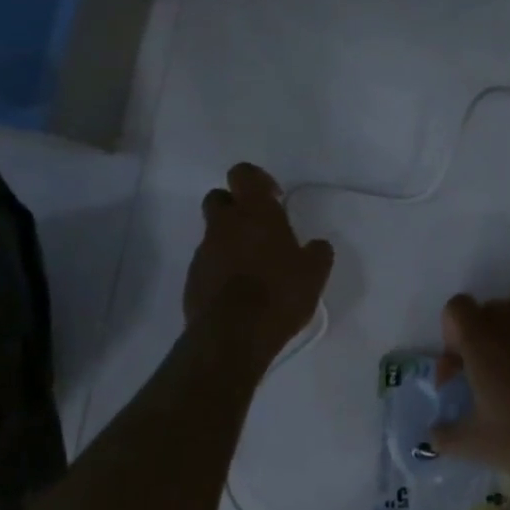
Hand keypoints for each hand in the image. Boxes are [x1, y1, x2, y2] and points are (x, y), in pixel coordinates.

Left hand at [184, 163, 333, 369]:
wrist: (232, 336)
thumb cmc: (278, 293)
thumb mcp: (314, 273)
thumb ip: (317, 253)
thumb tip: (317, 246)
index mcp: (254, 211)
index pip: (243, 173)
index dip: (257, 180)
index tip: (274, 199)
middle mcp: (224, 224)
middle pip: (219, 197)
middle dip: (235, 207)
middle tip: (259, 229)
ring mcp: (204, 251)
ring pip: (213, 232)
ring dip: (229, 241)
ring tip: (253, 267)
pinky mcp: (192, 279)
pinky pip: (207, 263)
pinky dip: (220, 268)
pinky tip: (239, 291)